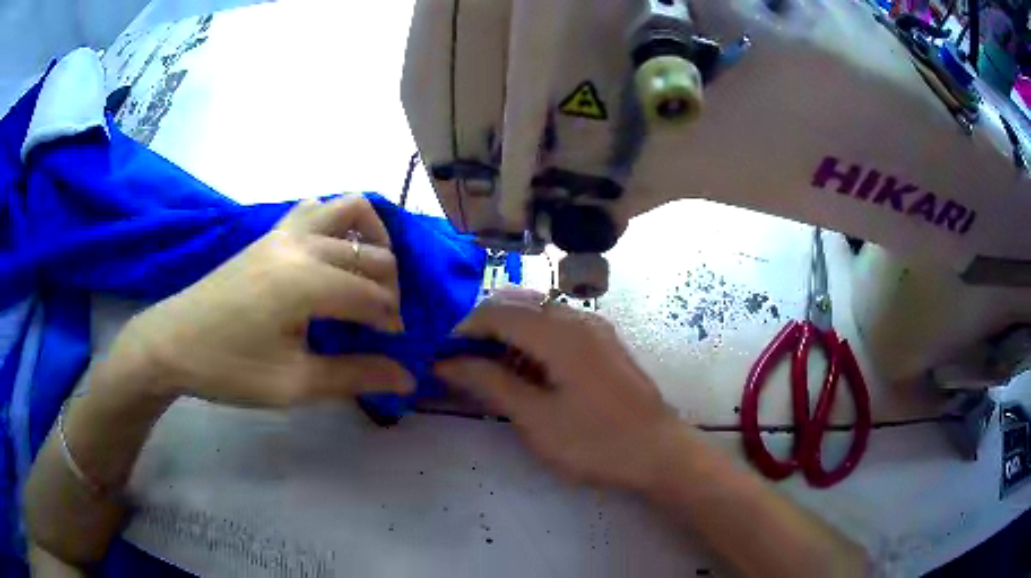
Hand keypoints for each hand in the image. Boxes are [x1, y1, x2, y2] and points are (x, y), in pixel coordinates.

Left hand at [112, 195, 413, 406]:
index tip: (395, 350)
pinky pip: (316, 208)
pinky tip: (331, 256)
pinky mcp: (270, 233)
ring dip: (372, 238)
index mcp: (307, 281)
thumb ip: (354, 376)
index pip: (374, 295)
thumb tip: (408, 377)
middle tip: (381, 324)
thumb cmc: (229, 368)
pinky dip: (339, 223)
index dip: (393, 324)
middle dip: (390, 288)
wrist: (172, 343)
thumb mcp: (293, 383)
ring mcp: (284, 231)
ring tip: (370, 275)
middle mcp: (302, 243)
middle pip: (371, 253)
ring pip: (349, 208)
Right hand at [435, 290, 682, 490]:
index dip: (464, 330)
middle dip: (486, 331)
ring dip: (510, 337)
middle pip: (518, 308)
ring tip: (495, 374)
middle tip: (465, 366)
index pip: (497, 312)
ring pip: (540, 317)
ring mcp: (597, 330)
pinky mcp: (606, 345)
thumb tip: (447, 361)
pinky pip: (560, 330)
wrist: (659, 453)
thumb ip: (489, 382)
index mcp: (559, 332)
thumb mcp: (535, 417)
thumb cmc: (595, 441)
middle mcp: (579, 319)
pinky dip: (535, 343)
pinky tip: (531, 374)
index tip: (444, 357)